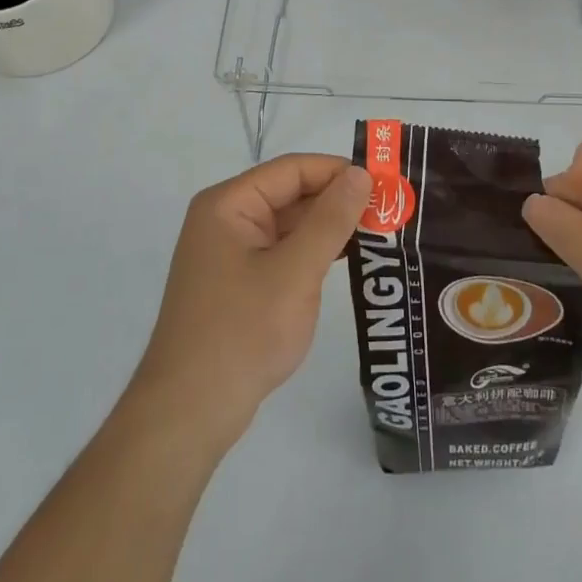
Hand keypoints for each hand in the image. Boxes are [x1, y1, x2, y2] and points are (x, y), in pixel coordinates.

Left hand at [129, 155, 370, 452]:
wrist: (189, 412)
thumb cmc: (242, 332)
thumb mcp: (295, 272)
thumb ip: (330, 220)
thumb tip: (360, 174)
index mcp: (229, 204)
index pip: (293, 169)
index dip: (339, 171)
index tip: (386, 184)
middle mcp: (226, 219)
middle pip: (290, 194)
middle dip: (338, 201)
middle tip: (391, 211)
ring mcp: (230, 252)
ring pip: (289, 224)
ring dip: (329, 228)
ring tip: (380, 233)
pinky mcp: (238, 282)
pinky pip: (283, 252)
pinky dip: (313, 253)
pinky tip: (348, 260)